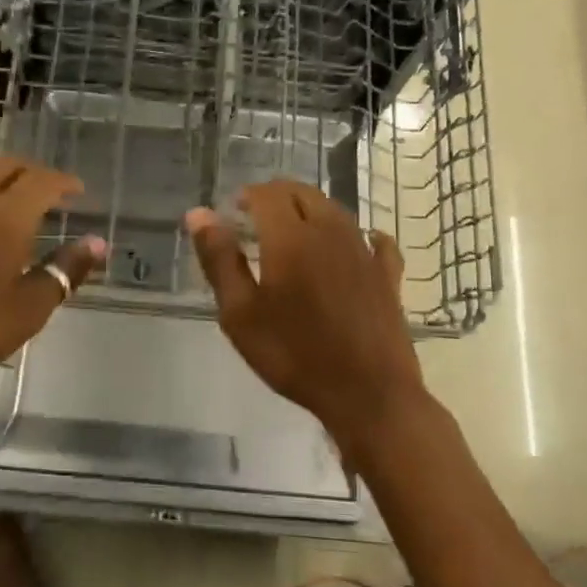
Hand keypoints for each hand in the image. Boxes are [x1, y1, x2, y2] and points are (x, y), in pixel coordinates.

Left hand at [0, 157, 104, 406]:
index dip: (64, 181)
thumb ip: (65, 270)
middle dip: (32, 172)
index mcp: (5, 215)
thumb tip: (97, 243)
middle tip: (48, 192)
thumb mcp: (27, 310)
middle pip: (6, 165)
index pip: (43, 180)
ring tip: (9, 203)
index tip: (77, 191)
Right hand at [187, 181, 425, 455]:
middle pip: (303, 193)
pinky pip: (374, 239)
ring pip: (335, 210)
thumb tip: (199, 214)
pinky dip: (357, 234)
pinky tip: (354, 245)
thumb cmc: (294, 355)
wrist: (367, 393)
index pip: (267, 193)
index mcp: (290, 237)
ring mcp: (364, 251)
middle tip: (256, 220)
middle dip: (277, 197)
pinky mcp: (387, 274)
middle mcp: (330, 231)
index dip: (247, 195)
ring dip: (310, 210)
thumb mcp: (240, 313)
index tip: (233, 212)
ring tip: (292, 234)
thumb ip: (219, 259)